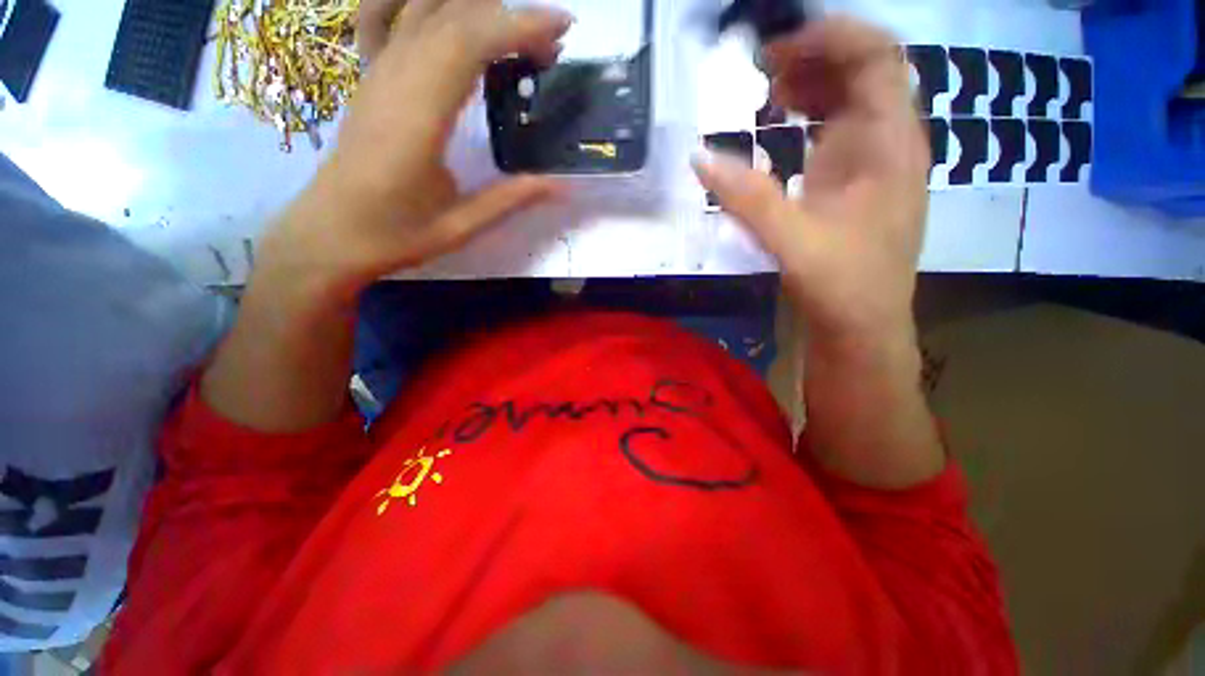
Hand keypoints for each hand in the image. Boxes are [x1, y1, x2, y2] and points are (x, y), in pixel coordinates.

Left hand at [268, 0, 572, 300]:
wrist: (329, 233)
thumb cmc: (393, 235)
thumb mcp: (460, 227)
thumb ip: (512, 199)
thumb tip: (563, 186)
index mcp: (417, 116)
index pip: (469, 41)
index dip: (519, 25)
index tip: (562, 27)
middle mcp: (395, 79)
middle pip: (451, 13)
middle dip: (509, 16)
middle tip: (551, 46)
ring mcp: (378, 72)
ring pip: (425, 9)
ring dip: (476, 10)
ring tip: (517, 36)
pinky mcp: (372, 77)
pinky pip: (396, 18)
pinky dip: (429, 8)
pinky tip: (451, 19)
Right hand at [693, 17, 929, 349]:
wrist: (862, 326)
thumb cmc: (842, 285)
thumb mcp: (792, 241)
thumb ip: (746, 198)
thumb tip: (698, 156)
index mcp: (889, 144)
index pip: (877, 56)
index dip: (830, 37)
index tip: (777, 51)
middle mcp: (888, 142)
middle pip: (863, 70)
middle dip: (813, 57)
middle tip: (761, 71)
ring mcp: (873, 162)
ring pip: (851, 98)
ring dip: (811, 84)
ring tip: (766, 91)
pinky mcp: (854, 181)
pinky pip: (837, 129)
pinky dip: (810, 115)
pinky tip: (783, 124)